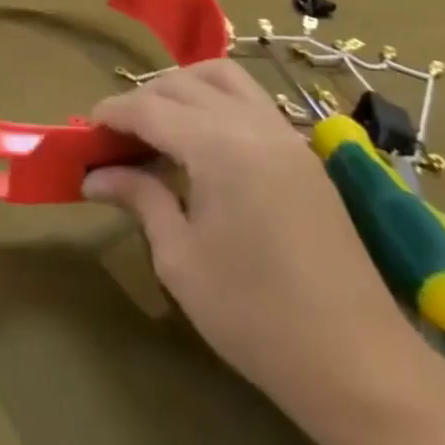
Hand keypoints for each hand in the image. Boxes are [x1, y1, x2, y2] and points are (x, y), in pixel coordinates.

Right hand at [84, 59, 413, 405]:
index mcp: (218, 146)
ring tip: (159, 127)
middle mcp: (253, 125)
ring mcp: (285, 136)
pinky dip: (216, 102)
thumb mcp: (180, 259)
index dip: (112, 113)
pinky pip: (251, 102)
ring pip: (223, 78)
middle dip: (142, 100)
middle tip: (116, 137)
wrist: (359, 365)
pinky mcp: (305, 156)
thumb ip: (140, 199)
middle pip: (183, 84)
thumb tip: (94, 176)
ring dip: (182, 88)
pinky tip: (201, 143)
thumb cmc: (255, 316)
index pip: (149, 108)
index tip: (85, 131)